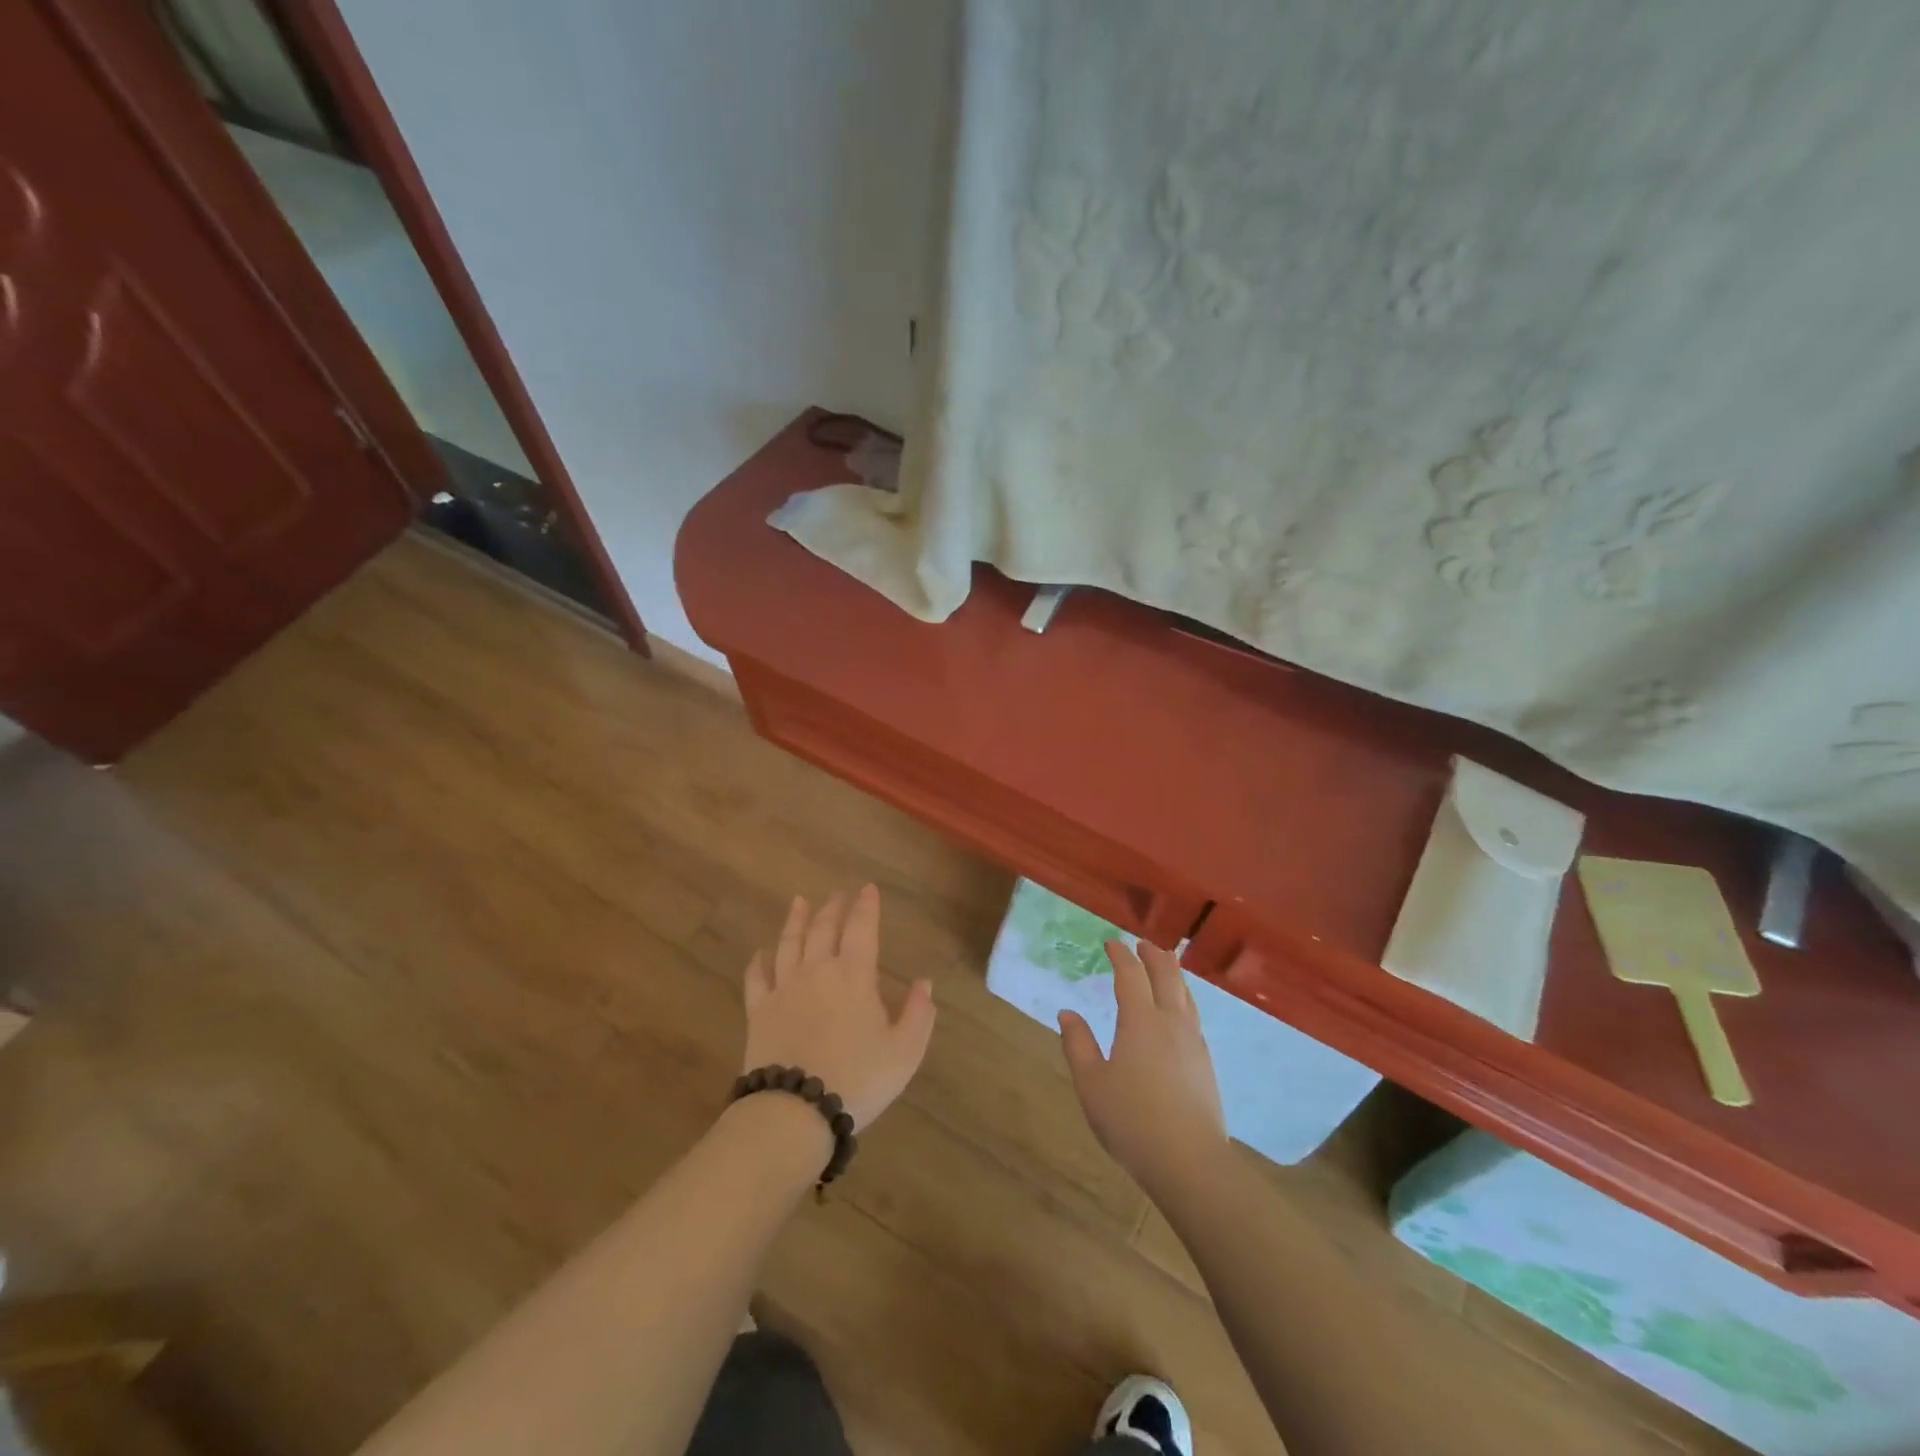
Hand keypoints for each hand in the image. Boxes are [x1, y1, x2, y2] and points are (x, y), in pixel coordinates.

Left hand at [742, 887, 935, 1130]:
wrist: (795, 1111)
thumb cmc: (857, 1080)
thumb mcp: (904, 1052)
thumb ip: (918, 1014)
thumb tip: (924, 983)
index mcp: (854, 976)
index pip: (861, 928)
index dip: (865, 906)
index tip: (867, 889)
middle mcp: (817, 971)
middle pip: (823, 928)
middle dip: (833, 907)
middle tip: (838, 893)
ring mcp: (784, 989)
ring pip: (789, 943)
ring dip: (796, 920)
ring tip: (799, 902)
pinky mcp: (759, 1011)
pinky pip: (756, 977)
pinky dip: (759, 961)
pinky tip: (761, 953)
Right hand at [1059, 940, 1227, 1197]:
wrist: (1190, 1163)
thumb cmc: (1132, 1121)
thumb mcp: (1091, 1084)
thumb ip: (1078, 1045)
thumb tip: (1067, 1013)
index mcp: (1140, 1020)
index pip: (1131, 974)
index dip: (1121, 955)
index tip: (1111, 943)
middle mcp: (1171, 1021)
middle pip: (1167, 975)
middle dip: (1152, 955)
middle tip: (1141, 945)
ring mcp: (1193, 1041)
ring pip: (1186, 993)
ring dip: (1172, 973)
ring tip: (1163, 967)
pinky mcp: (1205, 1062)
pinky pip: (1194, 1015)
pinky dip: (1183, 998)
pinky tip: (1179, 1012)